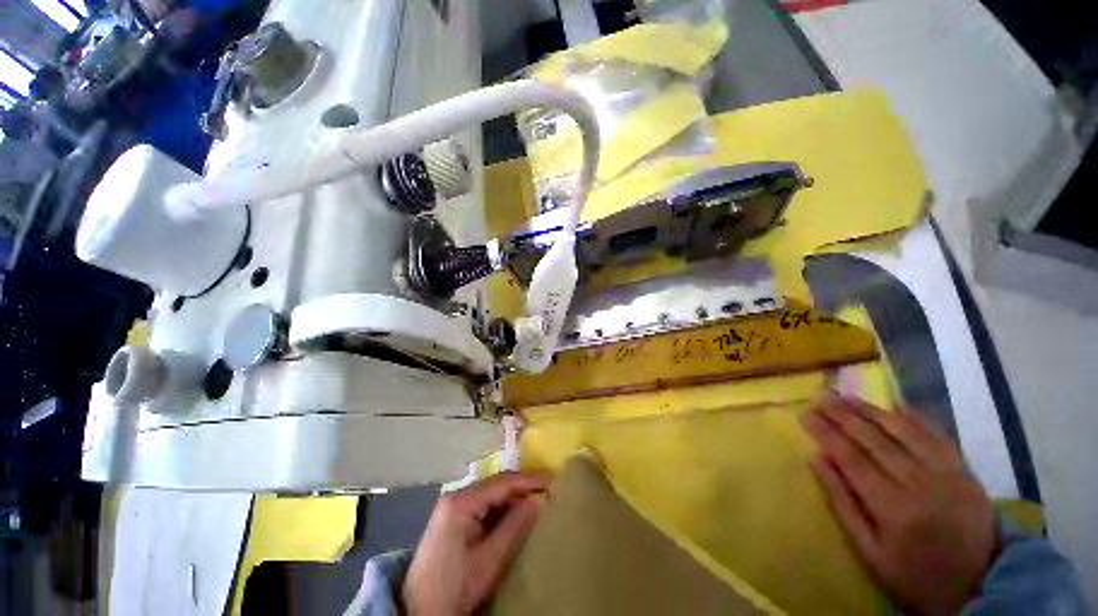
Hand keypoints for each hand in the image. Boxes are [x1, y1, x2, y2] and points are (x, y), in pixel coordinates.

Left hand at [403, 473, 545, 615]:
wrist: (419, 611)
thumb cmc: (456, 586)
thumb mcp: (490, 560)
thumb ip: (514, 527)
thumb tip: (536, 501)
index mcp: (461, 501)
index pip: (501, 482)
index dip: (528, 480)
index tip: (551, 482)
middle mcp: (455, 496)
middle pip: (494, 485)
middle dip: (520, 488)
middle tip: (545, 492)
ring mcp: (451, 507)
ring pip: (489, 495)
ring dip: (510, 499)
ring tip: (534, 502)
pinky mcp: (451, 519)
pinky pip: (481, 506)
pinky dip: (499, 509)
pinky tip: (512, 515)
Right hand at [803, 394, 996, 614]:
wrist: (978, 585)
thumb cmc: (913, 574)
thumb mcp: (869, 551)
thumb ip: (842, 504)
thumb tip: (816, 460)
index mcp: (893, 507)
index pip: (851, 458)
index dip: (825, 433)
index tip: (805, 414)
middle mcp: (919, 483)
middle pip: (874, 441)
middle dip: (843, 415)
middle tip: (820, 396)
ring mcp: (946, 474)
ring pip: (903, 432)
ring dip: (872, 412)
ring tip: (847, 396)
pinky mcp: (964, 471)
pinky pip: (937, 436)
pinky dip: (915, 419)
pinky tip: (896, 406)